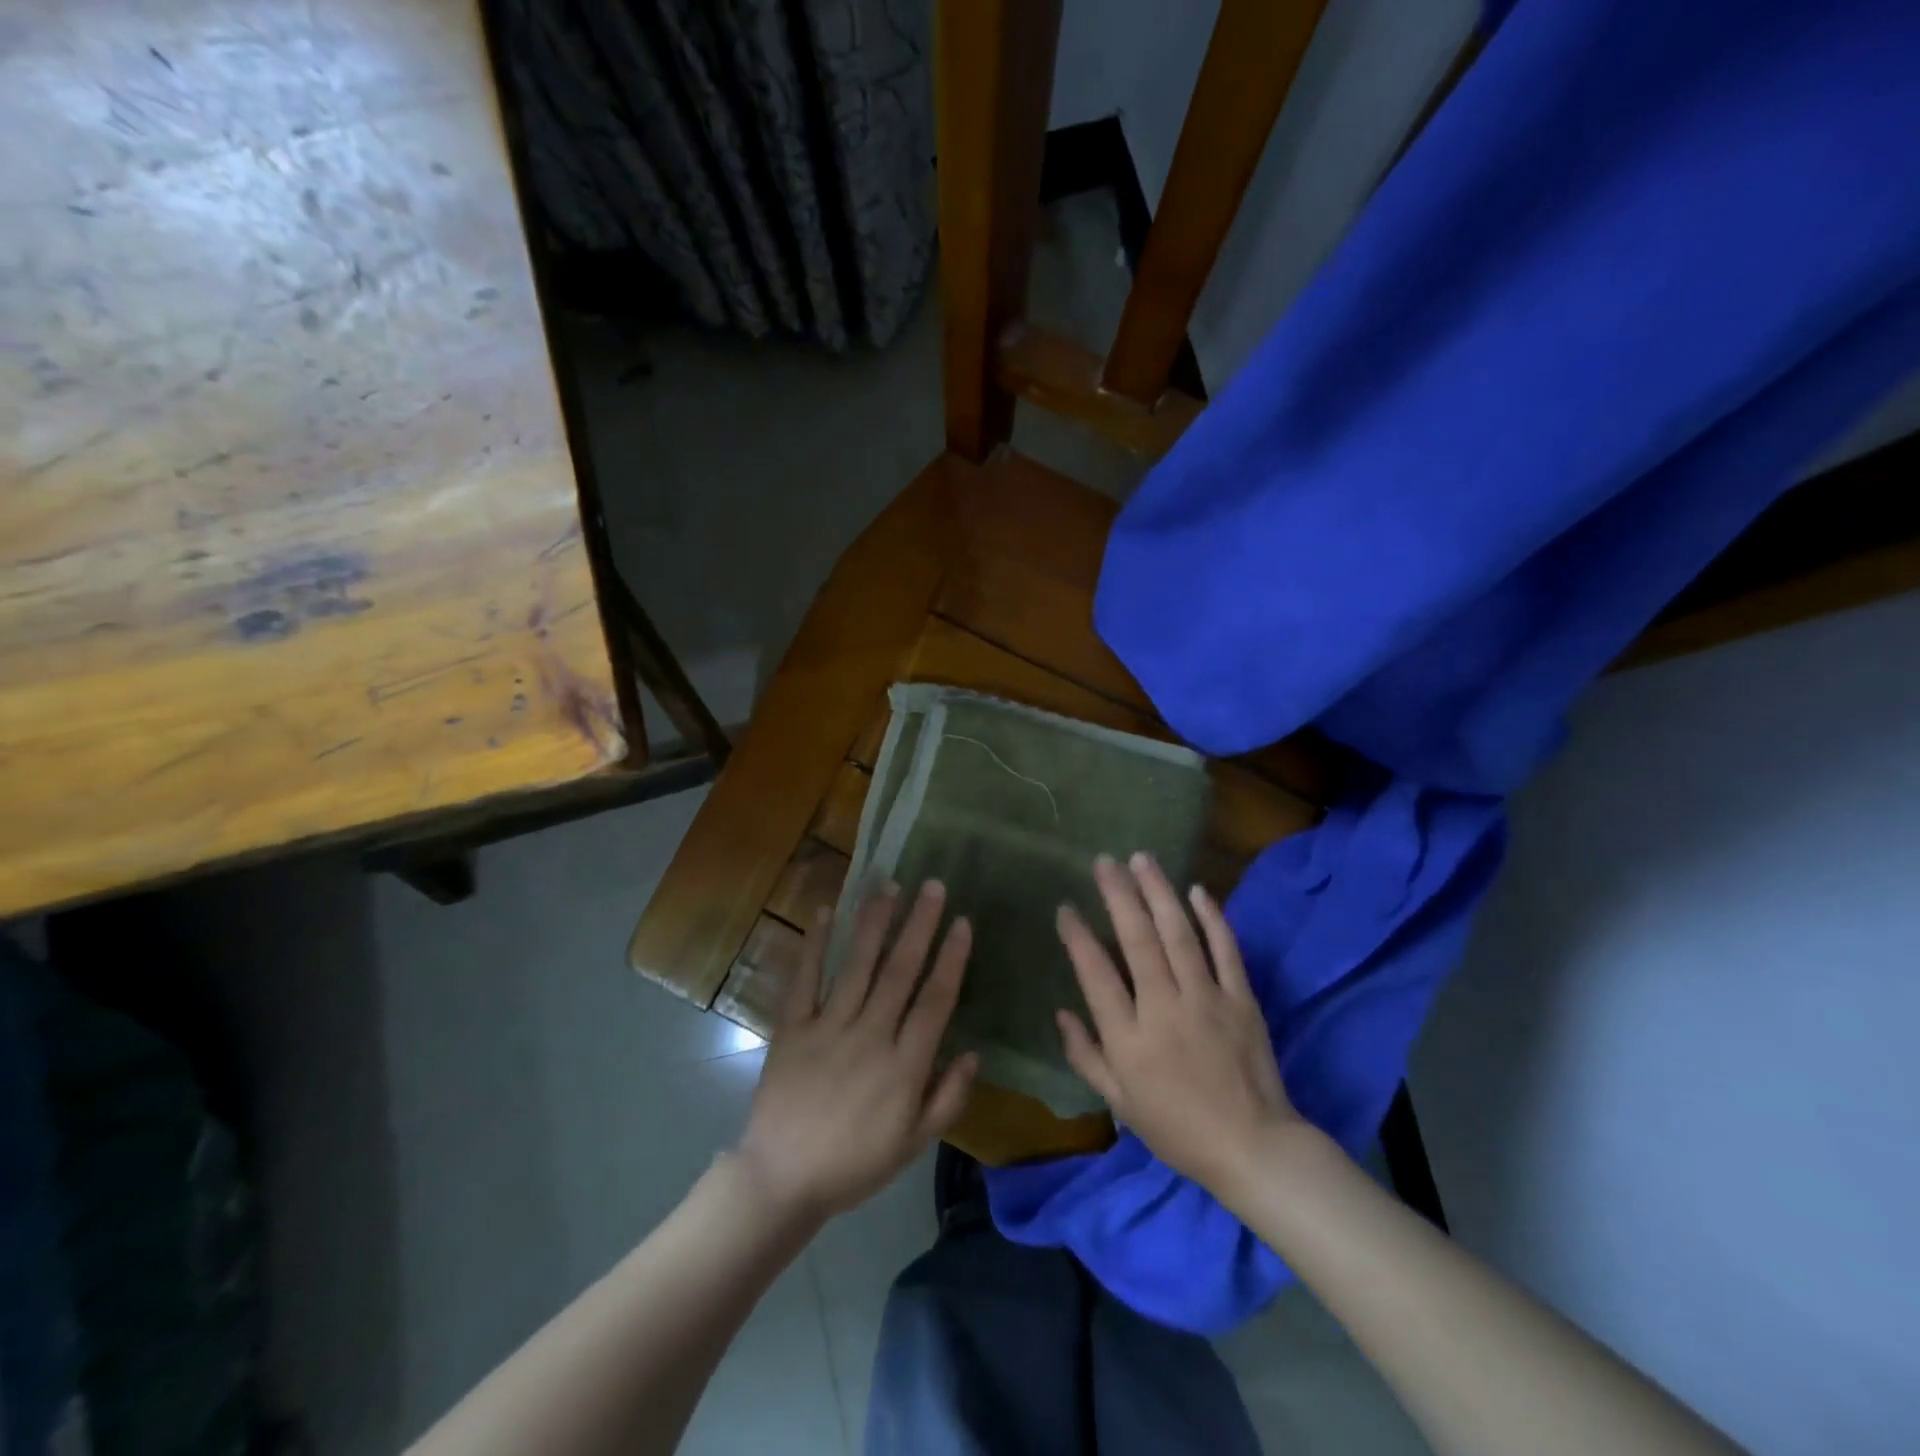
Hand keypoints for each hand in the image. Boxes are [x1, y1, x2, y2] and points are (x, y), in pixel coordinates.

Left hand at [735, 881, 977, 1223]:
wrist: (782, 1179)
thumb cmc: (855, 1163)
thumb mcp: (913, 1143)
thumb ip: (947, 1098)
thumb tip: (974, 1053)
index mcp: (904, 1066)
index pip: (935, 1001)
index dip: (951, 959)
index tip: (962, 922)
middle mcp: (870, 1036)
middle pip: (900, 971)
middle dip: (918, 925)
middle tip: (933, 886)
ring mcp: (828, 1028)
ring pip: (857, 966)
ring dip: (874, 923)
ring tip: (889, 886)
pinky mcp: (792, 1028)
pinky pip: (804, 980)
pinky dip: (814, 945)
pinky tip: (824, 912)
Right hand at [1055, 853, 1298, 1195]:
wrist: (1253, 1148)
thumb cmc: (1178, 1128)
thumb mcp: (1120, 1103)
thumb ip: (1086, 1056)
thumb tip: (1061, 1013)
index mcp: (1130, 1038)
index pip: (1096, 975)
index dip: (1078, 937)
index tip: (1066, 908)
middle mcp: (1165, 1009)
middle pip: (1137, 941)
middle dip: (1118, 895)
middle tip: (1104, 861)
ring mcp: (1207, 999)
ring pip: (1178, 934)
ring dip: (1158, 892)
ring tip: (1141, 859)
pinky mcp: (1240, 998)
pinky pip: (1225, 949)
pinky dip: (1211, 917)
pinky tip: (1196, 890)